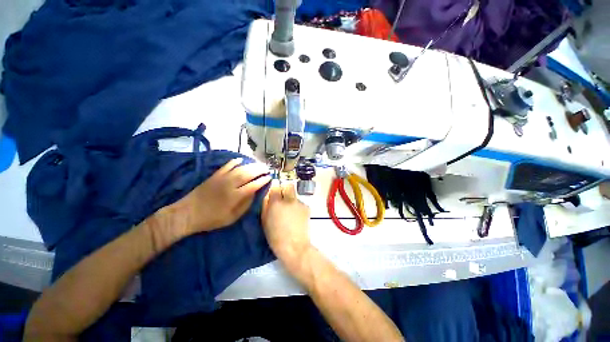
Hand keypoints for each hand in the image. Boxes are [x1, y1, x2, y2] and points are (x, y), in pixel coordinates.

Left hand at [176, 158, 271, 234]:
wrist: (187, 213)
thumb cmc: (211, 219)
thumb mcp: (232, 218)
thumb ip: (245, 205)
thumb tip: (255, 193)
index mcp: (235, 196)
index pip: (253, 185)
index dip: (263, 181)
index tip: (269, 178)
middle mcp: (230, 184)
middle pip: (248, 174)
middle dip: (260, 170)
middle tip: (267, 169)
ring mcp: (222, 178)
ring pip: (240, 168)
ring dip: (251, 165)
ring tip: (259, 164)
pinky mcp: (215, 175)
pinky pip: (227, 166)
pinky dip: (234, 162)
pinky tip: (240, 160)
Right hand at [262, 180, 311, 270]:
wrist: (294, 246)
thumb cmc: (275, 236)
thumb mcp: (264, 221)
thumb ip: (265, 205)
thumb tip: (268, 195)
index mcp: (276, 202)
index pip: (275, 186)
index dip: (274, 189)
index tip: (274, 194)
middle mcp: (289, 199)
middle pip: (288, 186)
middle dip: (285, 189)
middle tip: (282, 199)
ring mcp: (299, 203)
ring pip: (294, 195)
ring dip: (291, 199)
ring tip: (290, 211)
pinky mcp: (307, 207)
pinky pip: (300, 203)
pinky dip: (297, 206)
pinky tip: (296, 217)